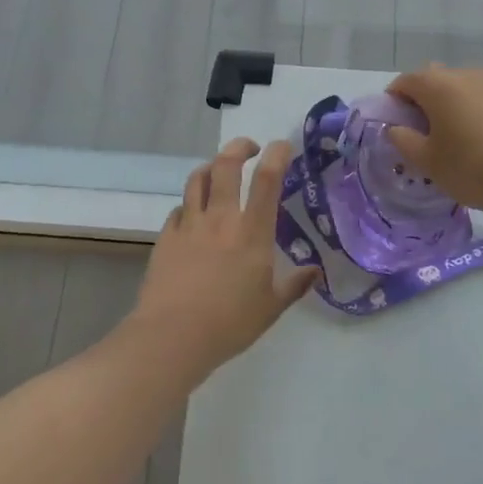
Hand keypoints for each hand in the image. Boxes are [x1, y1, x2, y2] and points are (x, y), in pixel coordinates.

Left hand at [129, 137, 316, 376]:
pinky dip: (190, 203)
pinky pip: (179, 208)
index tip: (283, 146)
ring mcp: (190, 225)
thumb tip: (315, 271)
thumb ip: (294, 285)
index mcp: (252, 232)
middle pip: (226, 164)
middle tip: (250, 148)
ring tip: (220, 171)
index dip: (277, 154)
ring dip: (211, 167)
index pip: (267, 179)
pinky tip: (194, 214)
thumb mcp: (271, 308)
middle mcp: (221, 218)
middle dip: (240, 146)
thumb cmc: (229, 323)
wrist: (172, 337)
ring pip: (198, 178)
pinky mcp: (167, 237)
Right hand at [386, 66, 482, 224]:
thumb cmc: (474, 169)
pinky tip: (480, 143)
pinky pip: (481, 99)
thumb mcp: (429, 162)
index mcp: (438, 85)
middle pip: (432, 81)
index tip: (396, 129)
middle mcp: (464, 75)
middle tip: (422, 136)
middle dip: (421, 102)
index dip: (393, 103)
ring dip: (448, 107)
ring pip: (458, 89)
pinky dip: (472, 113)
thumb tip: (395, 128)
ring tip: (452, 141)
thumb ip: (404, 141)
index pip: (403, 82)